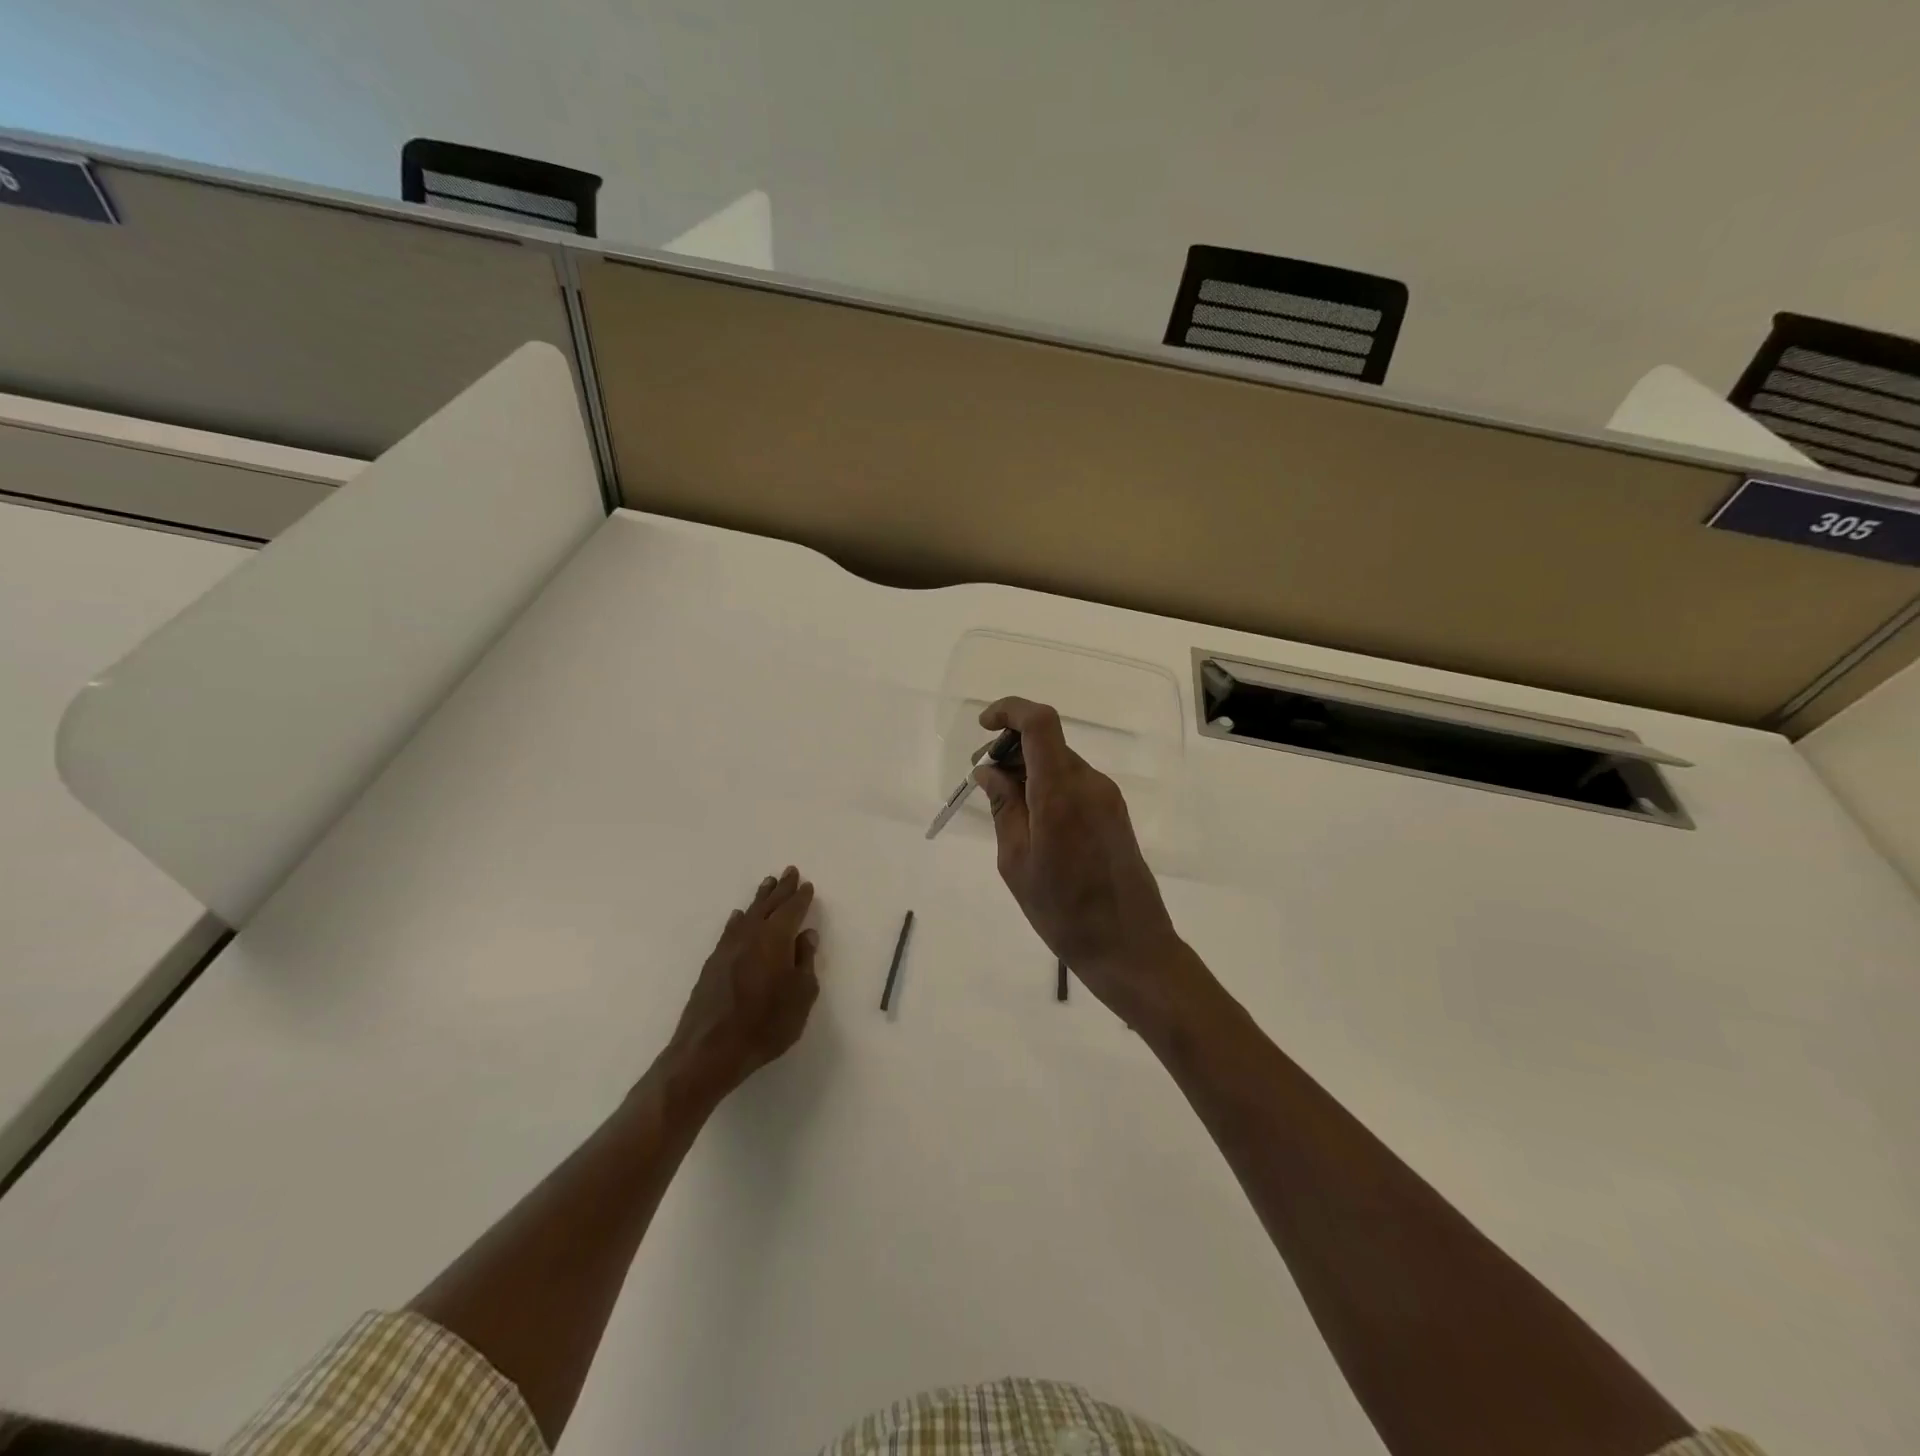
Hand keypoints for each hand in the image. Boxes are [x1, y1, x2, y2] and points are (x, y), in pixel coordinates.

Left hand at [665, 867, 819, 1100]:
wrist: (709, 1050)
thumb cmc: (766, 1024)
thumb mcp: (801, 996)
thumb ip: (805, 962)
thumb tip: (806, 935)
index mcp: (776, 938)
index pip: (792, 910)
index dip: (801, 898)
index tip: (807, 885)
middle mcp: (750, 935)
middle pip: (768, 905)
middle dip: (781, 889)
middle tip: (789, 872)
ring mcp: (728, 948)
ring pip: (747, 914)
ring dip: (760, 898)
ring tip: (768, 884)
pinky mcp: (713, 963)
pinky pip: (730, 930)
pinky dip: (738, 919)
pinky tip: (737, 917)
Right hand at [974, 698, 1203, 1027]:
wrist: (1130, 947)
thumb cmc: (1063, 911)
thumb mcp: (1016, 861)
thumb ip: (1003, 807)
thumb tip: (988, 771)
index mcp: (1061, 792)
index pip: (1040, 722)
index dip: (1010, 710)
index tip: (985, 728)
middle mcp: (1089, 783)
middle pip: (1048, 742)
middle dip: (1012, 750)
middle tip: (984, 783)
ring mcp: (1107, 797)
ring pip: (1060, 764)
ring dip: (1030, 772)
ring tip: (1006, 810)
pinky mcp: (1115, 812)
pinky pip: (1075, 784)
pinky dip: (1048, 788)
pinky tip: (1034, 824)